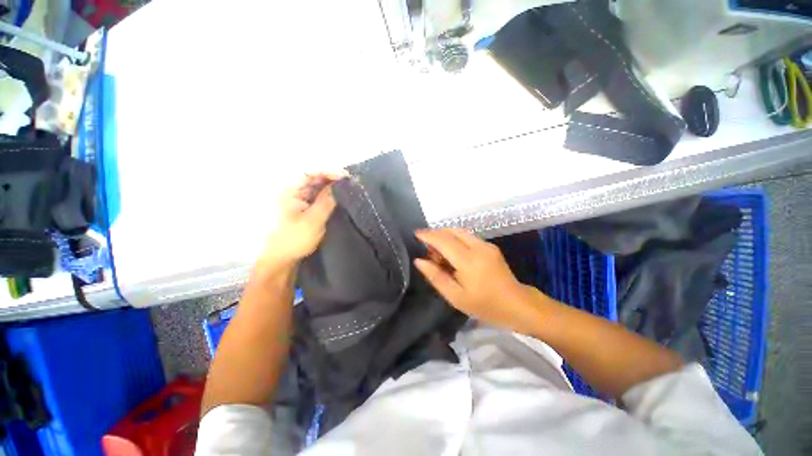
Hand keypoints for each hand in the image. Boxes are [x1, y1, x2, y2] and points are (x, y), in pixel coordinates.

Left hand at [258, 173, 341, 270]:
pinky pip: (318, 198)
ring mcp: (298, 201)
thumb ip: (326, 201)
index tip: (345, 176)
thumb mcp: (313, 220)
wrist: (282, 260)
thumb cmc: (294, 239)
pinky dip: (328, 196)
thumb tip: (339, 185)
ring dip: (331, 187)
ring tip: (348, 188)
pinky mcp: (304, 210)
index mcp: (290, 192)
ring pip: (317, 188)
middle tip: (350, 182)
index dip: (327, 171)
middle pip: (313, 179)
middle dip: (331, 178)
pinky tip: (339, 198)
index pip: (309, 173)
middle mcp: (293, 193)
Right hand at [414, 228, 542, 334]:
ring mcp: (486, 245)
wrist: (518, 305)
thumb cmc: (485, 306)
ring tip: (438, 253)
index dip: (428, 235)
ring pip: (460, 232)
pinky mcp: (490, 247)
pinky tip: (452, 254)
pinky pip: (468, 237)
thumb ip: (436, 277)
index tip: (415, 234)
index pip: (443, 240)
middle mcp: (478, 247)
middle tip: (427, 249)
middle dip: (436, 235)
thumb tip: (419, 261)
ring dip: (445, 236)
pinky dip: (455, 240)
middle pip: (452, 231)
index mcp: (468, 260)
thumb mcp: (456, 297)